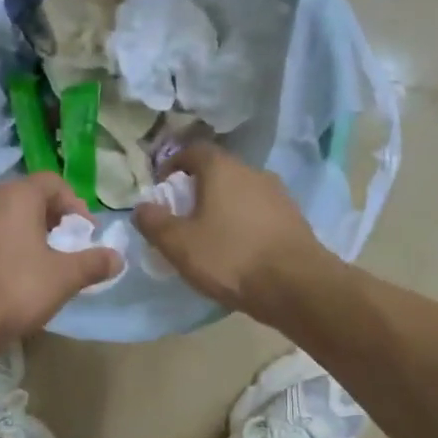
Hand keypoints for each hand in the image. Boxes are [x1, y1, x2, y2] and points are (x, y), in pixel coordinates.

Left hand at [0, 172, 121, 346]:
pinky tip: (15, 275)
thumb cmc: (16, 287)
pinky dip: (7, 246)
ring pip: (7, 217)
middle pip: (29, 198)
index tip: (86, 235)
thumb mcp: (64, 277)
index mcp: (17, 195)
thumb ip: (93, 263)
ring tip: (43, 263)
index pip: (53, 183)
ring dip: (29, 233)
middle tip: (68, 247)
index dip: (76, 206)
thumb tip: (118, 258)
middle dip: (53, 219)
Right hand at [134, 142, 334, 323]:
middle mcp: (253, 172)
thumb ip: (155, 223)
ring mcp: (278, 194)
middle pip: (219, 171)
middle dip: (198, 189)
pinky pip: (259, 213)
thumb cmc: (230, 257)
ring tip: (210, 235)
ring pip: (241, 193)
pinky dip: (244, 223)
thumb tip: (141, 207)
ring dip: (223, 207)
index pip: (193, 151)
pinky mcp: (294, 219)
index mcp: (222, 169)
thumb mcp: (179, 244)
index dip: (174, 165)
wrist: (296, 285)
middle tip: (182, 215)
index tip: (162, 187)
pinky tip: (238, 249)